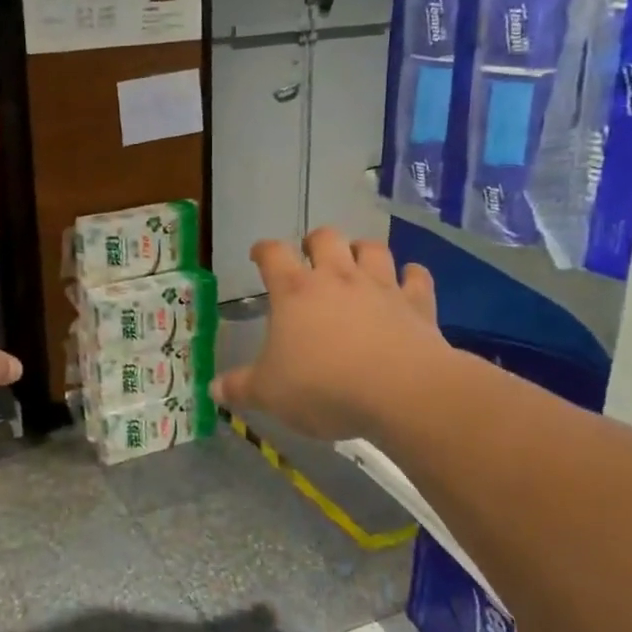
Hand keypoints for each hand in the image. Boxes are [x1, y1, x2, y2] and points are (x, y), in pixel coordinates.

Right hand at [211, 227, 450, 442]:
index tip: (258, 255)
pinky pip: (417, 277)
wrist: (401, 392)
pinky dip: (412, 276)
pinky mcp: (417, 304)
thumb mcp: (269, 393)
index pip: (272, 254)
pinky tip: (408, 281)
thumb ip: (241, 388)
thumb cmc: (323, 387)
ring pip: (372, 248)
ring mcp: (380, 287)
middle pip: (326, 237)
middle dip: (316, 241)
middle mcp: (337, 278)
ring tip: (357, 263)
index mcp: (294, 291)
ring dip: (363, 251)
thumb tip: (213, 390)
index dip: (263, 250)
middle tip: (311, 257)